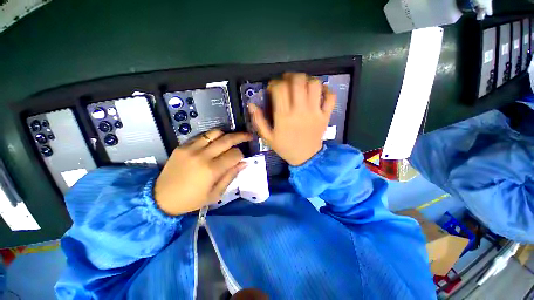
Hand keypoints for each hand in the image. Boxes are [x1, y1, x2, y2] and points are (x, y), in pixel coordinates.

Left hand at [154, 130, 251, 215]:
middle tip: (248, 136)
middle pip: (227, 139)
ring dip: (226, 134)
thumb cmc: (191, 200)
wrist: (161, 198)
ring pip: (215, 133)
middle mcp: (203, 155)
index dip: (241, 155)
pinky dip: (212, 136)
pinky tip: (216, 141)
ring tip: (232, 137)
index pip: (235, 154)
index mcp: (212, 170)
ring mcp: (191, 149)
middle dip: (241, 136)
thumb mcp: (215, 194)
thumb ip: (231, 176)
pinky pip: (202, 136)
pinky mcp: (183, 146)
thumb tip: (244, 163)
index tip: (241, 158)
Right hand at [249, 73, 335, 165]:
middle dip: (291, 76)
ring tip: (301, 85)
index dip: (274, 83)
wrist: (305, 158)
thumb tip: (251, 105)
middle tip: (287, 81)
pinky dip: (326, 90)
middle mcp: (300, 111)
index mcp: (284, 117)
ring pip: (315, 85)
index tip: (273, 87)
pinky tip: (318, 92)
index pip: (280, 89)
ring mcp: (315, 112)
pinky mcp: (325, 115)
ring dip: (307, 80)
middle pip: (298, 81)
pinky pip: (330, 97)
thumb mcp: (268, 137)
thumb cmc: (285, 147)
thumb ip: (259, 121)